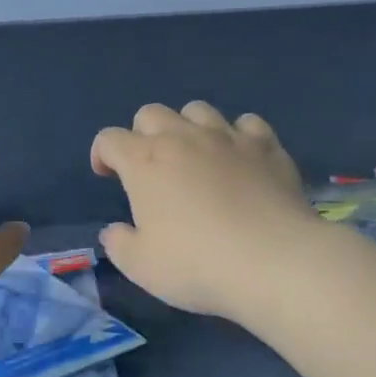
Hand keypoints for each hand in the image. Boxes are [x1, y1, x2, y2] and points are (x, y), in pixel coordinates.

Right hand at [90, 102, 320, 318]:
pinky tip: (241, 158)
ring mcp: (228, 137)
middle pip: (151, 113)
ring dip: (188, 127)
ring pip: (198, 110)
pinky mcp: (266, 147)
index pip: (110, 138)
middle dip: (143, 134)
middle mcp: (183, 138)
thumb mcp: (141, 266)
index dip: (102, 153)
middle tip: (150, 167)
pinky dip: (238, 135)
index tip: (107, 175)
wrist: (272, 261)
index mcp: (144, 161)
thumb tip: (114, 231)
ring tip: (195, 156)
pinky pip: (248, 123)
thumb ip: (120, 244)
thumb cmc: (196, 264)